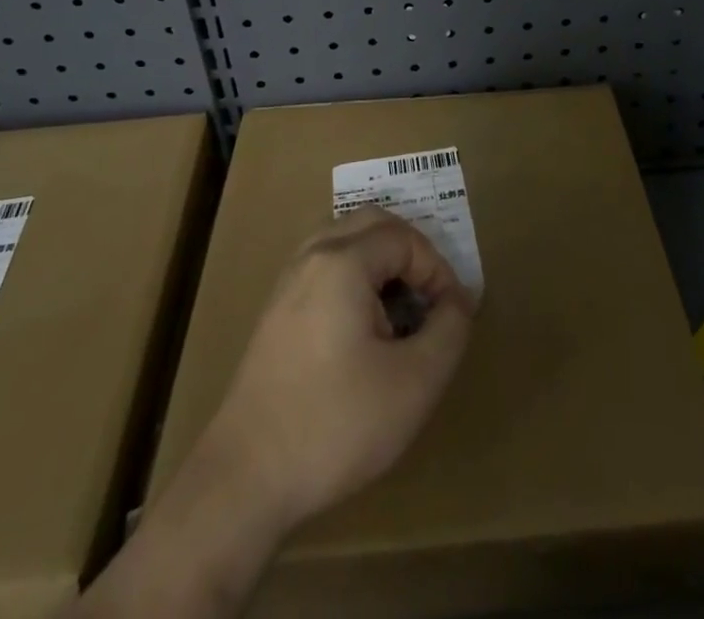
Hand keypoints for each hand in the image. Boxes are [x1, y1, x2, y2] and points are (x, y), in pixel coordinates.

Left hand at [199, 205, 477, 530]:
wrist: (245, 479)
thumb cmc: (336, 425)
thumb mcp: (414, 383)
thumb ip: (449, 331)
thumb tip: (458, 300)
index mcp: (343, 262)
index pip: (405, 238)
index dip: (438, 269)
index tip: (452, 315)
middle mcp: (312, 257)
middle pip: (371, 223)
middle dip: (410, 252)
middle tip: (430, 298)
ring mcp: (287, 282)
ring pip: (344, 241)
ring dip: (380, 262)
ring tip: (400, 309)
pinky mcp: (275, 312)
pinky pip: (324, 267)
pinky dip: (354, 277)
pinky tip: (363, 328)